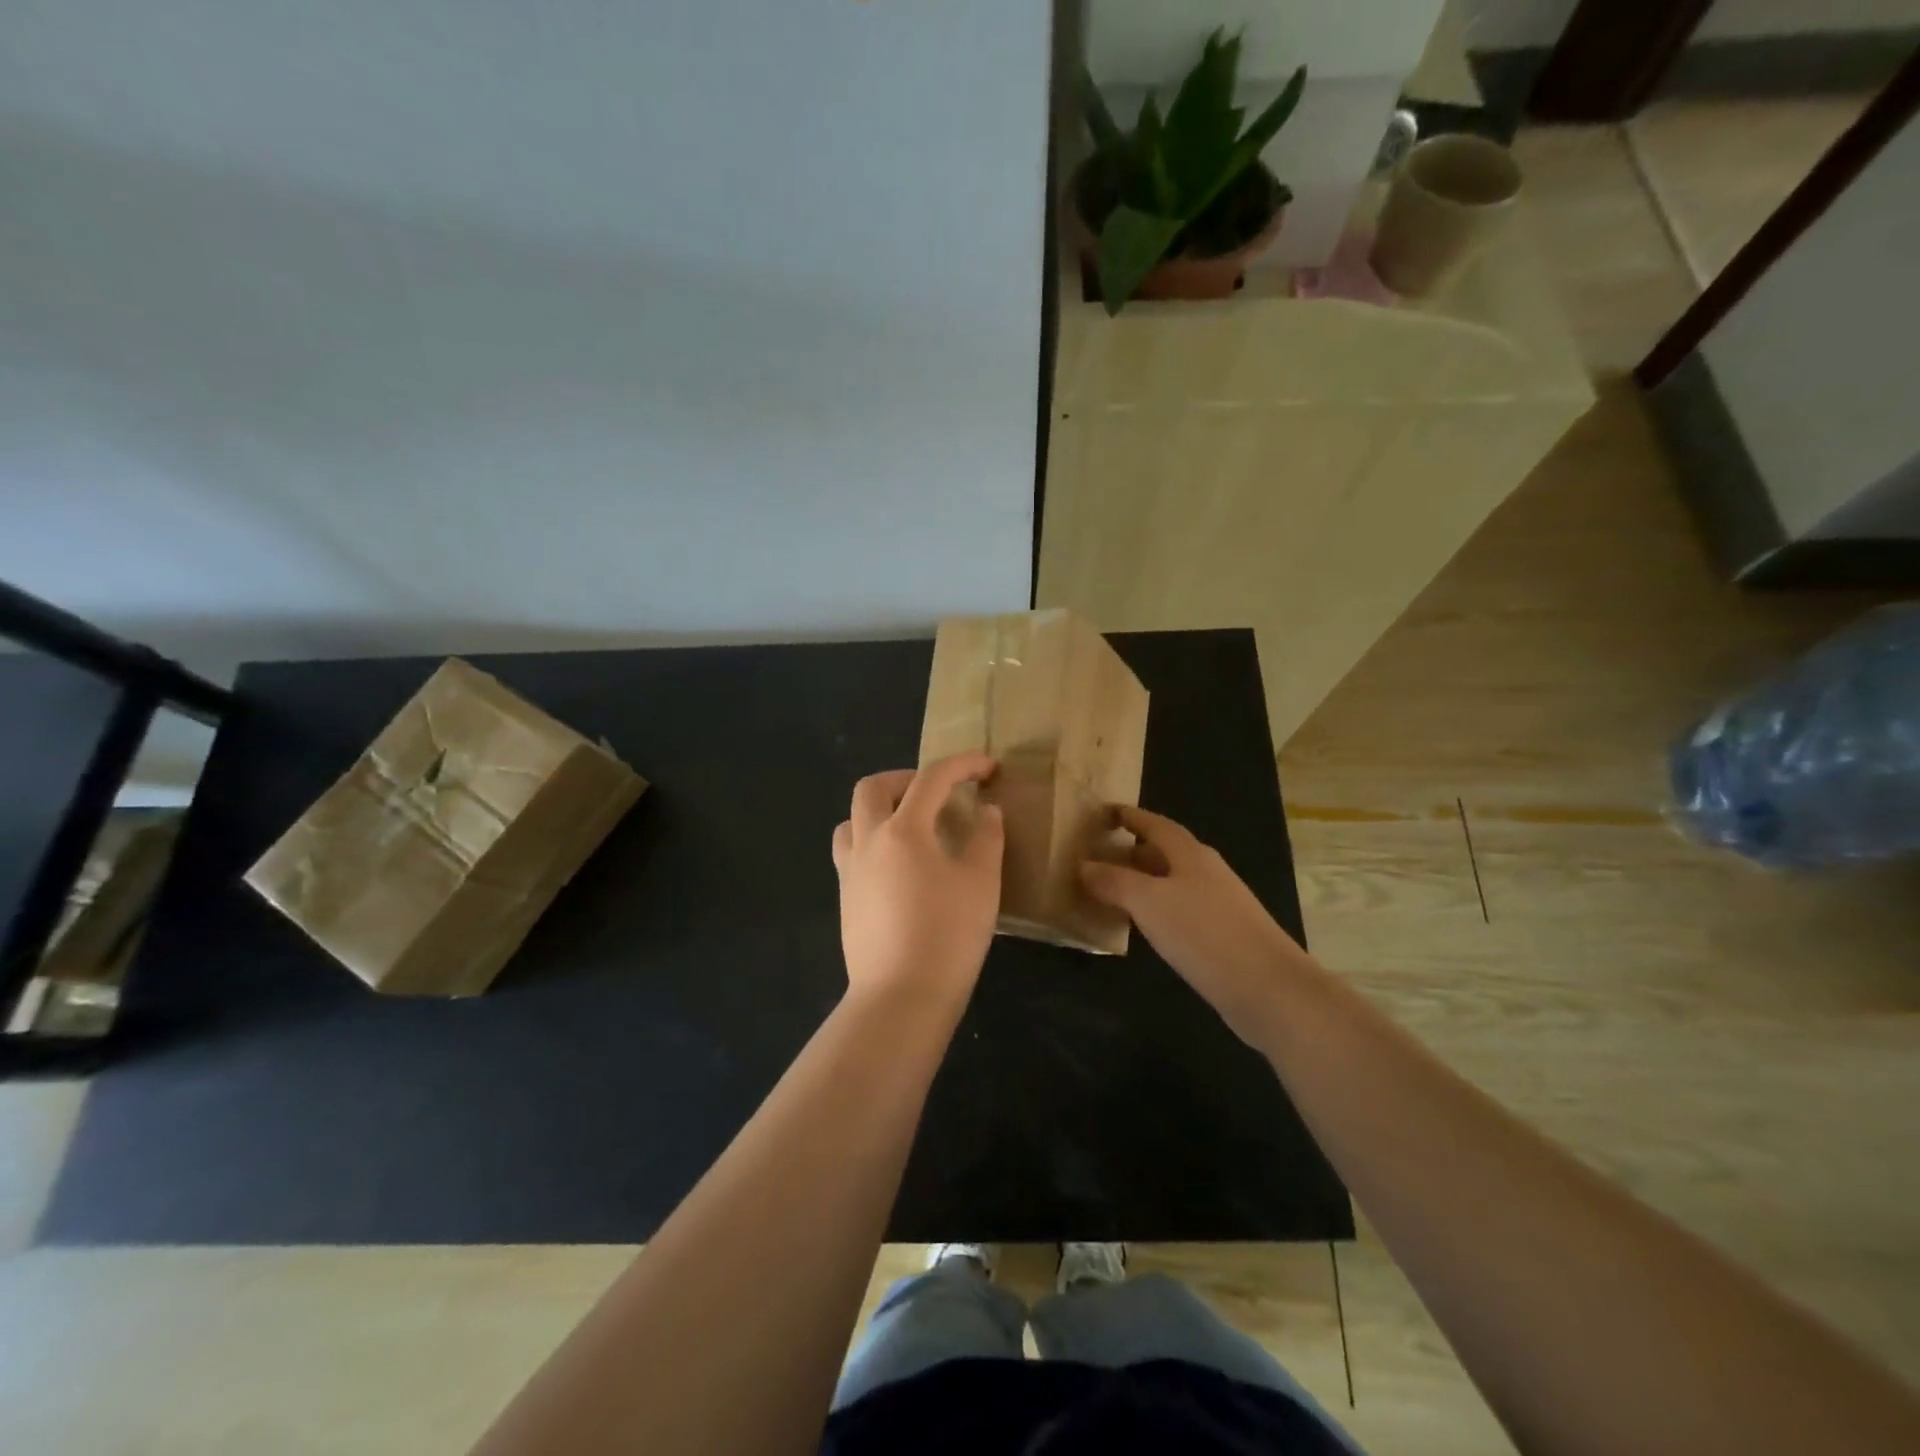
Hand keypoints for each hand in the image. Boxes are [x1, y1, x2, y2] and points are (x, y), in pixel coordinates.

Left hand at [831, 754, 1003, 1013]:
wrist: (900, 996)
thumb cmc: (948, 935)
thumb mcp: (981, 883)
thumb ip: (986, 838)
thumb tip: (986, 811)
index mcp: (904, 830)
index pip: (931, 779)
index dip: (962, 764)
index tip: (988, 766)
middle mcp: (868, 841)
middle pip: (873, 787)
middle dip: (906, 778)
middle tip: (937, 792)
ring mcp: (850, 871)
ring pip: (852, 819)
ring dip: (879, 809)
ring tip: (911, 826)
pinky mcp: (846, 898)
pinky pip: (851, 851)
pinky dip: (873, 841)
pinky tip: (900, 867)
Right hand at [1080, 806, 1308, 1044]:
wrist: (1268, 989)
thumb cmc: (1204, 933)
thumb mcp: (1149, 902)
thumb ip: (1114, 881)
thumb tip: (1083, 865)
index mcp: (1191, 855)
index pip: (1156, 825)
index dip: (1131, 817)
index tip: (1104, 813)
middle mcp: (1206, 873)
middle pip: (1165, 853)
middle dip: (1132, 851)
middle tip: (1098, 856)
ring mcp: (1218, 905)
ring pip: (1172, 883)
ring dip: (1142, 883)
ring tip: (1110, 891)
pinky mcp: (1222, 937)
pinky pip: (1179, 911)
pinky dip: (1155, 911)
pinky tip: (1141, 928)